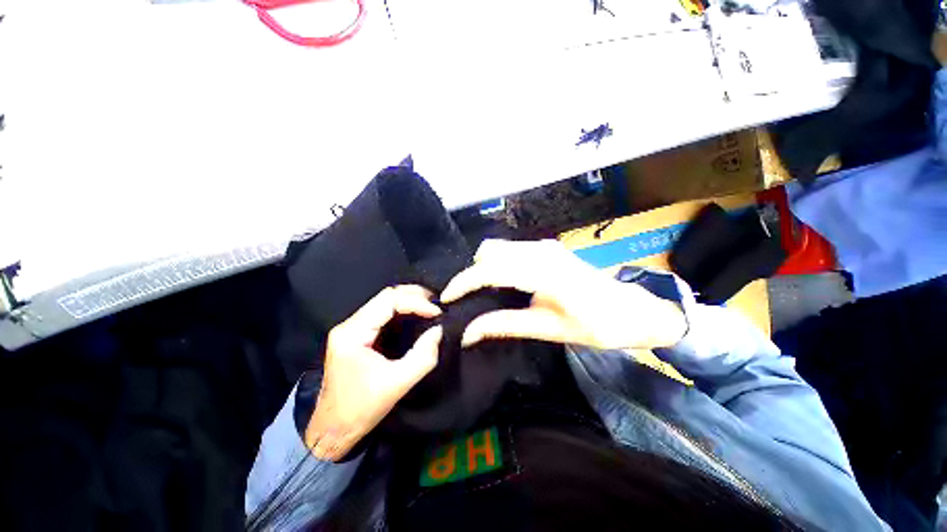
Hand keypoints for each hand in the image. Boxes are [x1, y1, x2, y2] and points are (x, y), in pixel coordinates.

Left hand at [306, 285, 442, 460]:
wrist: (332, 429)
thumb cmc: (361, 409)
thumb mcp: (397, 384)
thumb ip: (423, 356)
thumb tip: (438, 330)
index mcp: (353, 333)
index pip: (389, 301)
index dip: (416, 302)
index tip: (437, 313)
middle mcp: (349, 325)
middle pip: (385, 296)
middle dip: (414, 296)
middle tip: (437, 304)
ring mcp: (351, 328)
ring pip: (384, 301)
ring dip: (409, 300)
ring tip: (430, 306)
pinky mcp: (356, 334)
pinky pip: (382, 312)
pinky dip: (403, 309)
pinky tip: (416, 314)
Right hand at [441, 239, 686, 349]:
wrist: (632, 310)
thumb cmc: (596, 325)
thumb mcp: (547, 329)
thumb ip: (505, 325)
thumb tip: (468, 333)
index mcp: (544, 273)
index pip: (491, 270)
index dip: (464, 283)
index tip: (447, 298)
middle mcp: (541, 251)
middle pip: (490, 252)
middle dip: (471, 274)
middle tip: (466, 300)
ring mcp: (546, 246)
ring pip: (499, 248)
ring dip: (484, 268)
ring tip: (480, 293)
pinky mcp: (548, 248)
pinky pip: (512, 250)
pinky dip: (498, 263)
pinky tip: (500, 283)